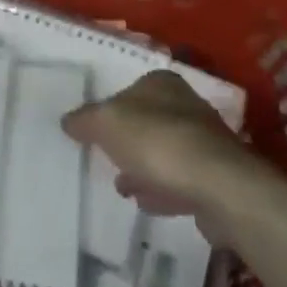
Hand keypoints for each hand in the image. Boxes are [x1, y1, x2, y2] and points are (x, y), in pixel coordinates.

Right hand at [63, 71, 263, 229]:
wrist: (219, 187)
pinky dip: (163, 189)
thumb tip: (67, 120)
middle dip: (128, 141)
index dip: (111, 109)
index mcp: (161, 83)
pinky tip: (147, 203)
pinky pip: (181, 181)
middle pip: (148, 121)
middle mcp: (186, 106)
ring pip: (165, 153)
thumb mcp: (107, 123)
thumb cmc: (157, 142)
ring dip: (144, 168)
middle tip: (107, 159)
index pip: (130, 89)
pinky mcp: (216, 179)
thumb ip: (85, 120)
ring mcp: (204, 143)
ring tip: (122, 187)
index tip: (96, 132)